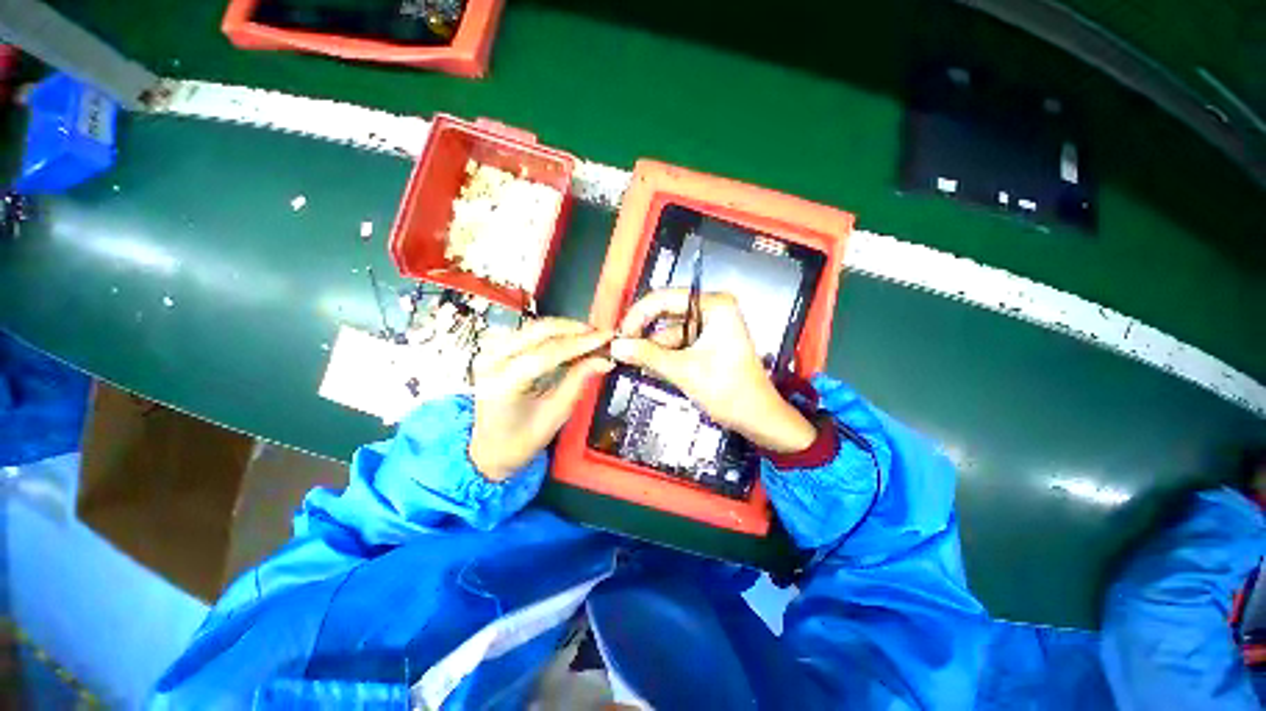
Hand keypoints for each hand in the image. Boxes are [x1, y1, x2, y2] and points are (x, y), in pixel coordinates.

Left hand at [469, 318, 613, 480]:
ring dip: (563, 328)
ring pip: (532, 327)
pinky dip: (550, 332)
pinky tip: (567, 337)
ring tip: (588, 335)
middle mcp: (491, 362)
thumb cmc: (521, 440)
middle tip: (599, 333)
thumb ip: (577, 382)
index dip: (580, 343)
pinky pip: (525, 331)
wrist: (490, 447)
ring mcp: (488, 352)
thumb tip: (604, 360)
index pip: (547, 353)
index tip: (605, 336)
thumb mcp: (555, 415)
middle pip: (537, 331)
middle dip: (573, 329)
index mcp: (504, 385)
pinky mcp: (492, 348)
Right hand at [609, 289, 816, 453]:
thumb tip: (615, 346)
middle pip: (666, 313)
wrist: (757, 418)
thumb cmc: (728, 391)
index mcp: (714, 305)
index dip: (638, 315)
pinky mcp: (707, 342)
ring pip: (669, 330)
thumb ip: (647, 355)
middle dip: (644, 333)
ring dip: (652, 347)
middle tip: (621, 349)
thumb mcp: (684, 371)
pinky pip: (678, 342)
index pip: (665, 298)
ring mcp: (710, 325)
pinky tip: (649, 367)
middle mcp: (712, 309)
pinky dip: (663, 354)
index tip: (620, 335)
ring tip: (632, 362)